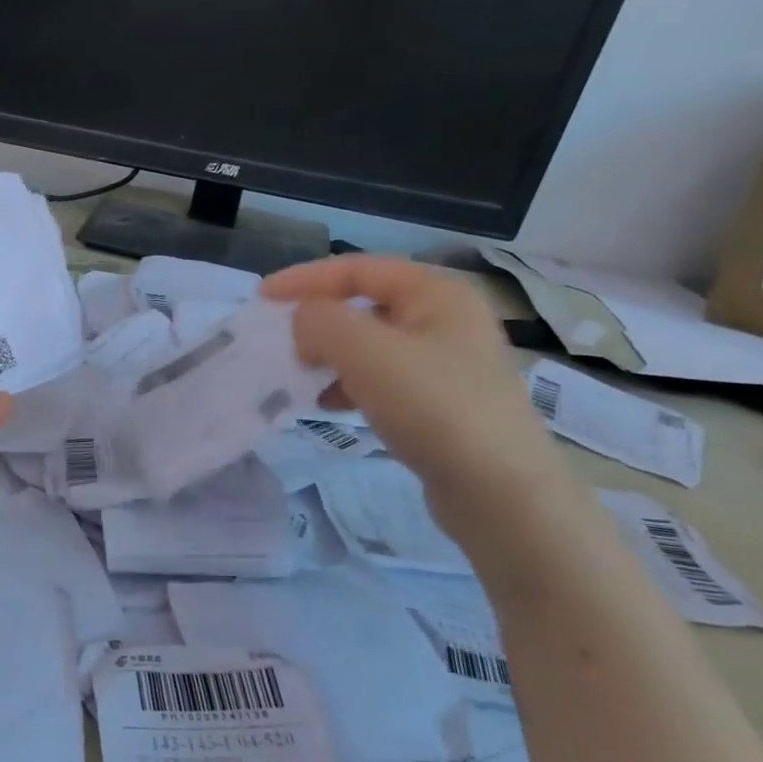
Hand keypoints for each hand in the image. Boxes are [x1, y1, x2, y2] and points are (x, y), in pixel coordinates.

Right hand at [260, 256, 561, 521]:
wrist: (501, 492)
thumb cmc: (434, 406)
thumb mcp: (366, 351)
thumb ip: (320, 321)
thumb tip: (302, 322)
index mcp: (436, 293)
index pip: (357, 268)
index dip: (305, 278)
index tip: (261, 298)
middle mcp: (445, 319)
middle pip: (364, 304)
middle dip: (317, 320)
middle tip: (281, 339)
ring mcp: (447, 364)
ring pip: (370, 345)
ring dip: (329, 355)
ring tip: (301, 376)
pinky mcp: (441, 403)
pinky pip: (381, 379)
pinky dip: (349, 385)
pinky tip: (330, 406)